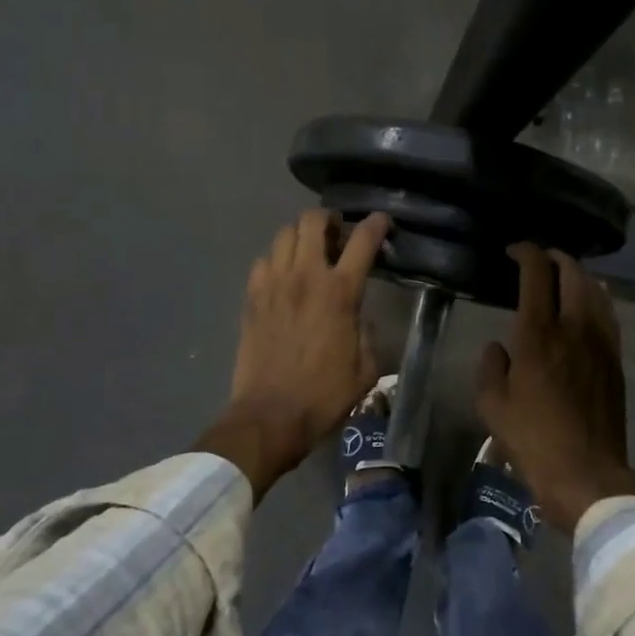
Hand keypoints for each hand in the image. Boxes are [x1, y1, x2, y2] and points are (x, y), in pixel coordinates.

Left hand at [197, 209, 390, 499]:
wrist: (270, 416)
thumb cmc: (324, 395)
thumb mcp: (366, 369)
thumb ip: (367, 334)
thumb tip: (359, 319)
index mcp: (340, 292)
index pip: (362, 241)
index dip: (376, 224)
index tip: (382, 222)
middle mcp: (305, 277)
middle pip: (312, 221)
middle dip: (328, 220)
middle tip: (337, 235)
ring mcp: (273, 284)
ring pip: (284, 234)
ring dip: (301, 237)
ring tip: (309, 252)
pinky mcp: (251, 298)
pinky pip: (262, 261)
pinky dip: (276, 260)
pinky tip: (283, 277)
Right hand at [476, 244, 634, 531]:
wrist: (586, 473)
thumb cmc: (532, 440)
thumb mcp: (492, 405)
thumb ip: (491, 367)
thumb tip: (499, 347)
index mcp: (538, 334)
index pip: (536, 273)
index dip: (525, 252)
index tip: (512, 251)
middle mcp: (574, 327)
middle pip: (573, 272)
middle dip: (555, 256)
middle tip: (539, 259)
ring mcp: (601, 342)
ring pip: (596, 290)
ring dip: (578, 275)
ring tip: (563, 277)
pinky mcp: (615, 360)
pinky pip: (608, 314)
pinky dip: (596, 298)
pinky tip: (588, 305)